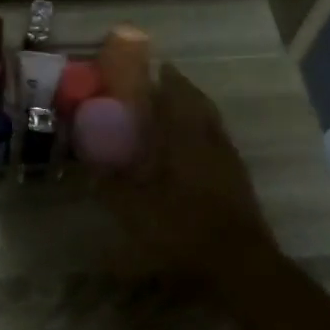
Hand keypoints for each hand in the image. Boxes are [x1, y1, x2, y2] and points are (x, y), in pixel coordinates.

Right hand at [99, 62, 277, 282]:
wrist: (239, 263)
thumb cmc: (182, 229)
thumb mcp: (134, 210)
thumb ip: (111, 186)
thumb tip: (91, 168)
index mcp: (185, 139)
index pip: (176, 97)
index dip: (166, 80)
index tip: (156, 66)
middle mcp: (210, 141)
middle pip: (200, 105)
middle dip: (183, 90)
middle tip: (165, 84)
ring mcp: (229, 160)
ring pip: (212, 123)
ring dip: (196, 111)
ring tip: (177, 111)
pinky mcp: (238, 180)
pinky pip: (219, 142)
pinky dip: (204, 135)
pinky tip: (193, 149)